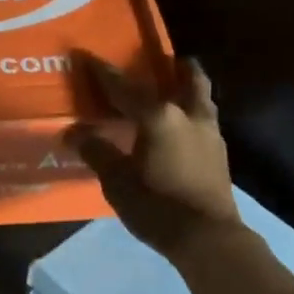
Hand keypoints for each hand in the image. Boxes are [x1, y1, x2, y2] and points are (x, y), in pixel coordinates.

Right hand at [66, 52, 242, 259]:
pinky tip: (183, 127)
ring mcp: (210, 133)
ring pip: (202, 98)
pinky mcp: (220, 154)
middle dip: (175, 67)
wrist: (208, 238)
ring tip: (177, 89)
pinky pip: (205, 119)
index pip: (125, 88)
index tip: (88, 56)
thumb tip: (74, 132)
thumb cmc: (157, 206)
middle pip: (187, 79)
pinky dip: (193, 113)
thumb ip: (97, 151)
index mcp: (159, 117)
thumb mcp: (117, 181)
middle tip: (164, 61)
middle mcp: (188, 115)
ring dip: (190, 88)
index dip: (104, 73)